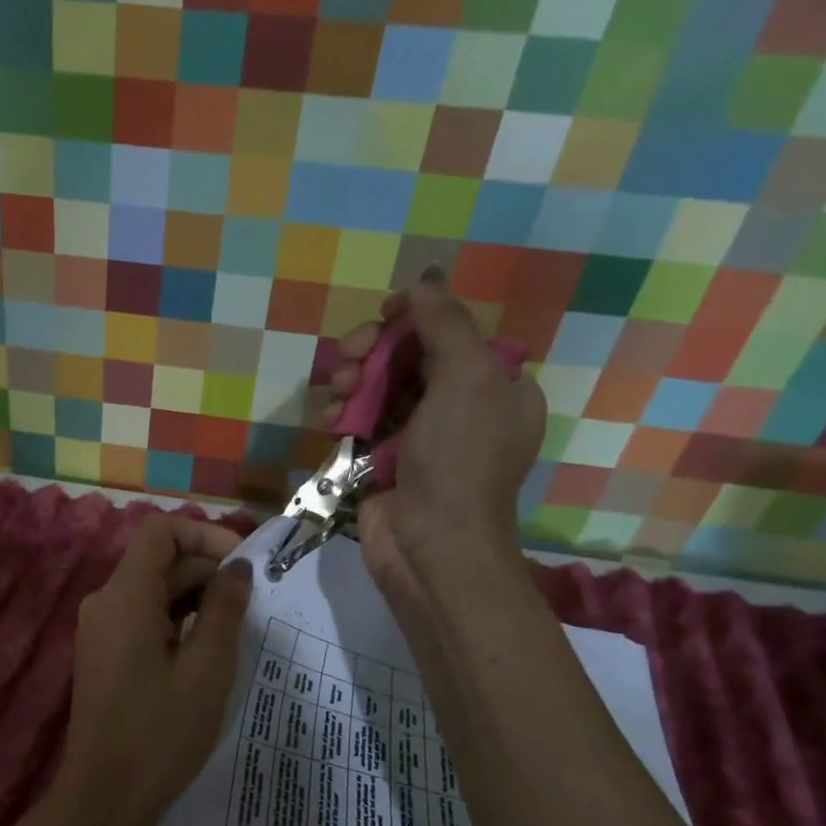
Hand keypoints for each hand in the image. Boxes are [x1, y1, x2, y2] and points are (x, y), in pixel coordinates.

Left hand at [55, 514, 252, 825]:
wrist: (103, 798)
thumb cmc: (160, 734)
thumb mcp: (207, 669)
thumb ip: (224, 609)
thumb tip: (238, 569)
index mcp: (125, 596)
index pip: (160, 530)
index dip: (203, 534)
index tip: (241, 564)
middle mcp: (105, 601)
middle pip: (158, 560)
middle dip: (205, 570)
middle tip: (250, 604)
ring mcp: (99, 628)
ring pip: (152, 589)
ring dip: (193, 596)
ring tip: (234, 627)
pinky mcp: (102, 651)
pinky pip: (141, 615)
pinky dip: (174, 618)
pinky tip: (203, 648)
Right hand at [324, 272, 545, 606]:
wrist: (431, 545)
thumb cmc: (459, 459)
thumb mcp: (466, 379)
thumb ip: (445, 323)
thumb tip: (424, 280)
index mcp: (496, 386)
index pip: (451, 333)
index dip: (414, 319)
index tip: (383, 316)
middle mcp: (460, 407)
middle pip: (408, 357)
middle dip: (373, 351)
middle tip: (348, 353)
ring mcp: (420, 436)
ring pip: (378, 388)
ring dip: (352, 381)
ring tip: (336, 391)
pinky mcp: (384, 460)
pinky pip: (361, 421)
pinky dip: (343, 415)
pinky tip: (329, 420)